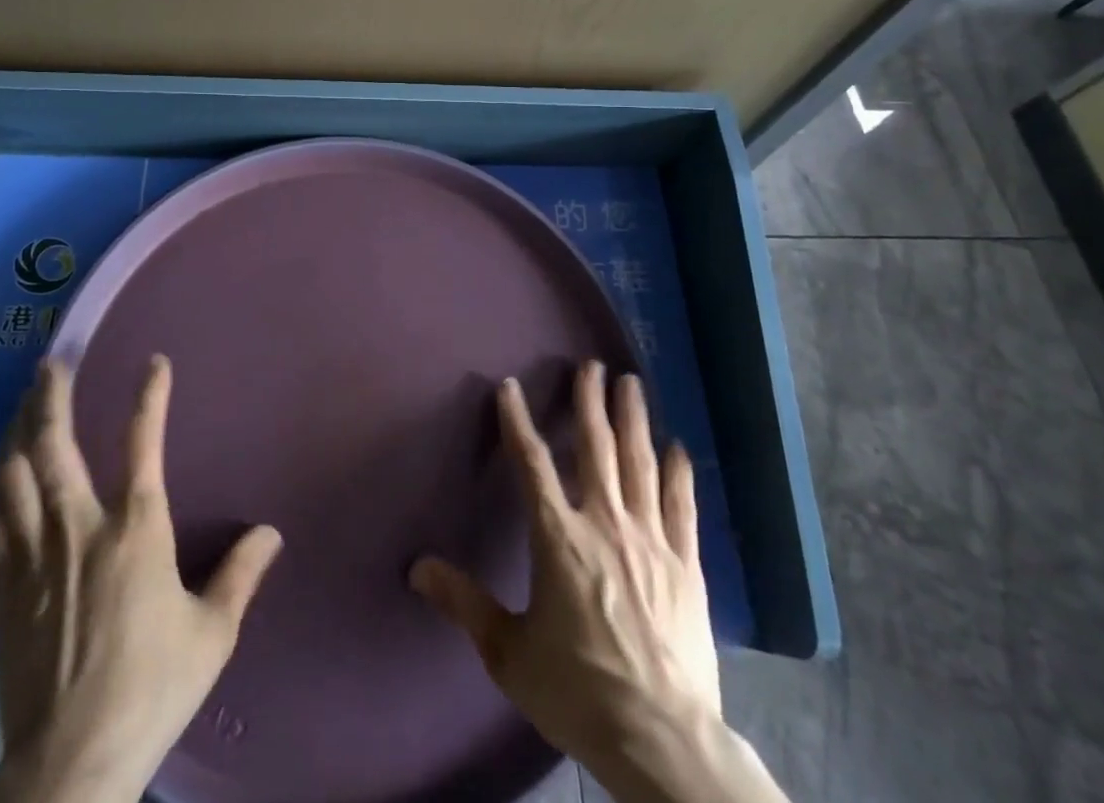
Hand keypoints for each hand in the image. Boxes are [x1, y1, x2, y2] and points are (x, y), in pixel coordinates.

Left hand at [0, 356, 283, 802]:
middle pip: (56, 444)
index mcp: (137, 531)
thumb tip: (271, 533)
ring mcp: (35, 554)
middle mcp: (80, 527)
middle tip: (51, 361)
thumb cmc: (150, 690)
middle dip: (52, 396)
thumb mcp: (211, 634)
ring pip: (16, 474)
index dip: (150, 395)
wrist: (69, 766)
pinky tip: (0, 469)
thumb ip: (240, 575)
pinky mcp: (4, 587)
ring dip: (17, 430)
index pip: (142, 442)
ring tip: (21, 400)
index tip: (155, 362)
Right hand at [410, 361, 786, 802]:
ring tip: (631, 384)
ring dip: (633, 420)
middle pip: (596, 448)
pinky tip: (678, 447)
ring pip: (640, 464)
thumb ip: (464, 602)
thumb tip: (417, 567)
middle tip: (592, 365)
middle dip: (590, 402)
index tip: (509, 386)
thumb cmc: (577, 690)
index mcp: (559, 537)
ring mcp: (650, 540)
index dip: (517, 420)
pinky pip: (681, 506)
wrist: (661, 739)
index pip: (532, 463)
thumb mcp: (508, 651)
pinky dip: (678, 473)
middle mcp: (605, 523)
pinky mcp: (686, 564)